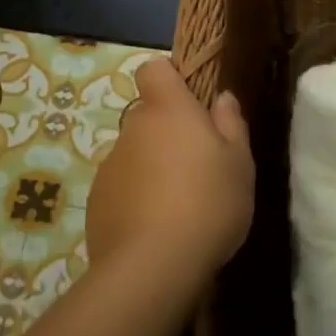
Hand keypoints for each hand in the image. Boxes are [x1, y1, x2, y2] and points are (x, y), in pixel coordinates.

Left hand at [86, 59, 254, 285]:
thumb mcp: (239, 164)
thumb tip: (222, 98)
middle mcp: (132, 129)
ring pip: (135, 154)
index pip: (154, 69)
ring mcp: (110, 165)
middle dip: (168, 134)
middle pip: (148, 116)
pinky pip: (121, 187)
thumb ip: (231, 124)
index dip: (171, 80)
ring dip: (152, 168)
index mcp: (168, 110)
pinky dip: (135, 198)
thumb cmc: (207, 203)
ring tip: (178, 206)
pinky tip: (156, 228)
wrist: (152, 266)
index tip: (192, 104)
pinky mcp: (97, 201)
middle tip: (198, 168)